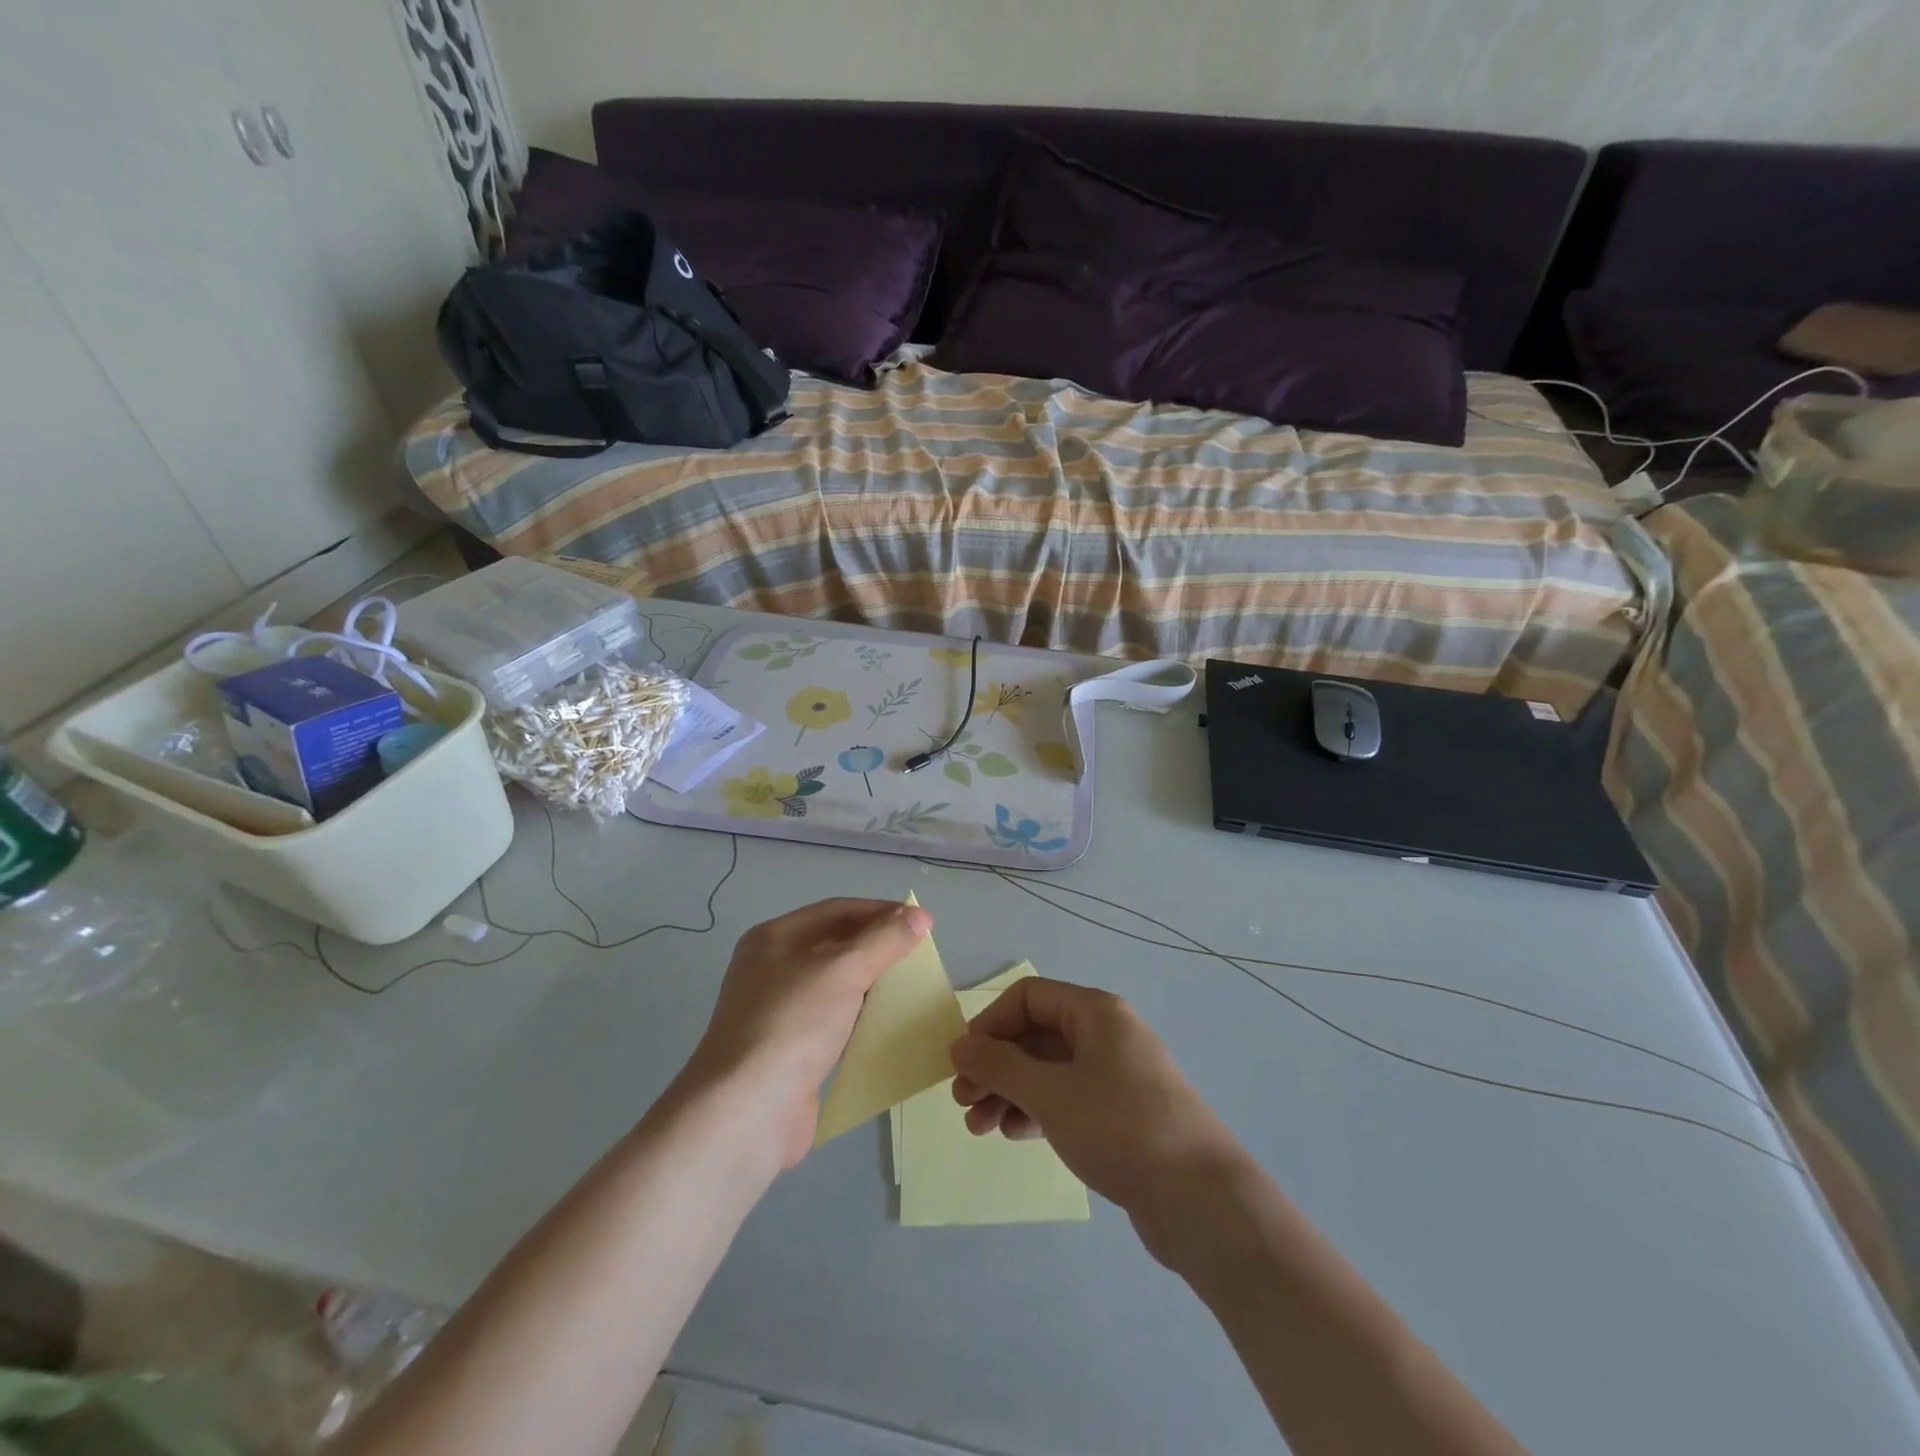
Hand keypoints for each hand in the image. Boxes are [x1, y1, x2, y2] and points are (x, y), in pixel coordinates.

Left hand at [686, 898, 931, 1168]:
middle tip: (921, 954)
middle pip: (835, 945)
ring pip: (836, 986)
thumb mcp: (844, 970)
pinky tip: (888, 1025)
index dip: (880, 911)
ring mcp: (779, 1012)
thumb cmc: (793, 1025)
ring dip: (872, 984)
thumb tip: (919, 915)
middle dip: (878, 947)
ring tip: (912, 987)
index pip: (837, 910)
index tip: (922, 921)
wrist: (746, 1112)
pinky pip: (834, 1023)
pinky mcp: (790, 1051)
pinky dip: (861, 1020)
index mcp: (775, 938)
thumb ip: (885, 940)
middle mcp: (772, 969)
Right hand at [950, 978, 1245, 1255]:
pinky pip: (1066, 1100)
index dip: (991, 1023)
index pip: (1029, 997)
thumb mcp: (1051, 1093)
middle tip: (963, 1100)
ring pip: (1048, 1071)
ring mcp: (1115, 1076)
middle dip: (996, 1065)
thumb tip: (960, 1045)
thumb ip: (1000, 1066)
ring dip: (1010, 1092)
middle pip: (1036, 1035)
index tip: (964, 1061)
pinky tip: (1014, 1135)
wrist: (1201, 1200)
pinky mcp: (1120, 1115)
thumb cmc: (1120, 1128)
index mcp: (1095, 1012)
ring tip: (979, 1127)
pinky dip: (1036, 1111)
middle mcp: (1106, 1035)